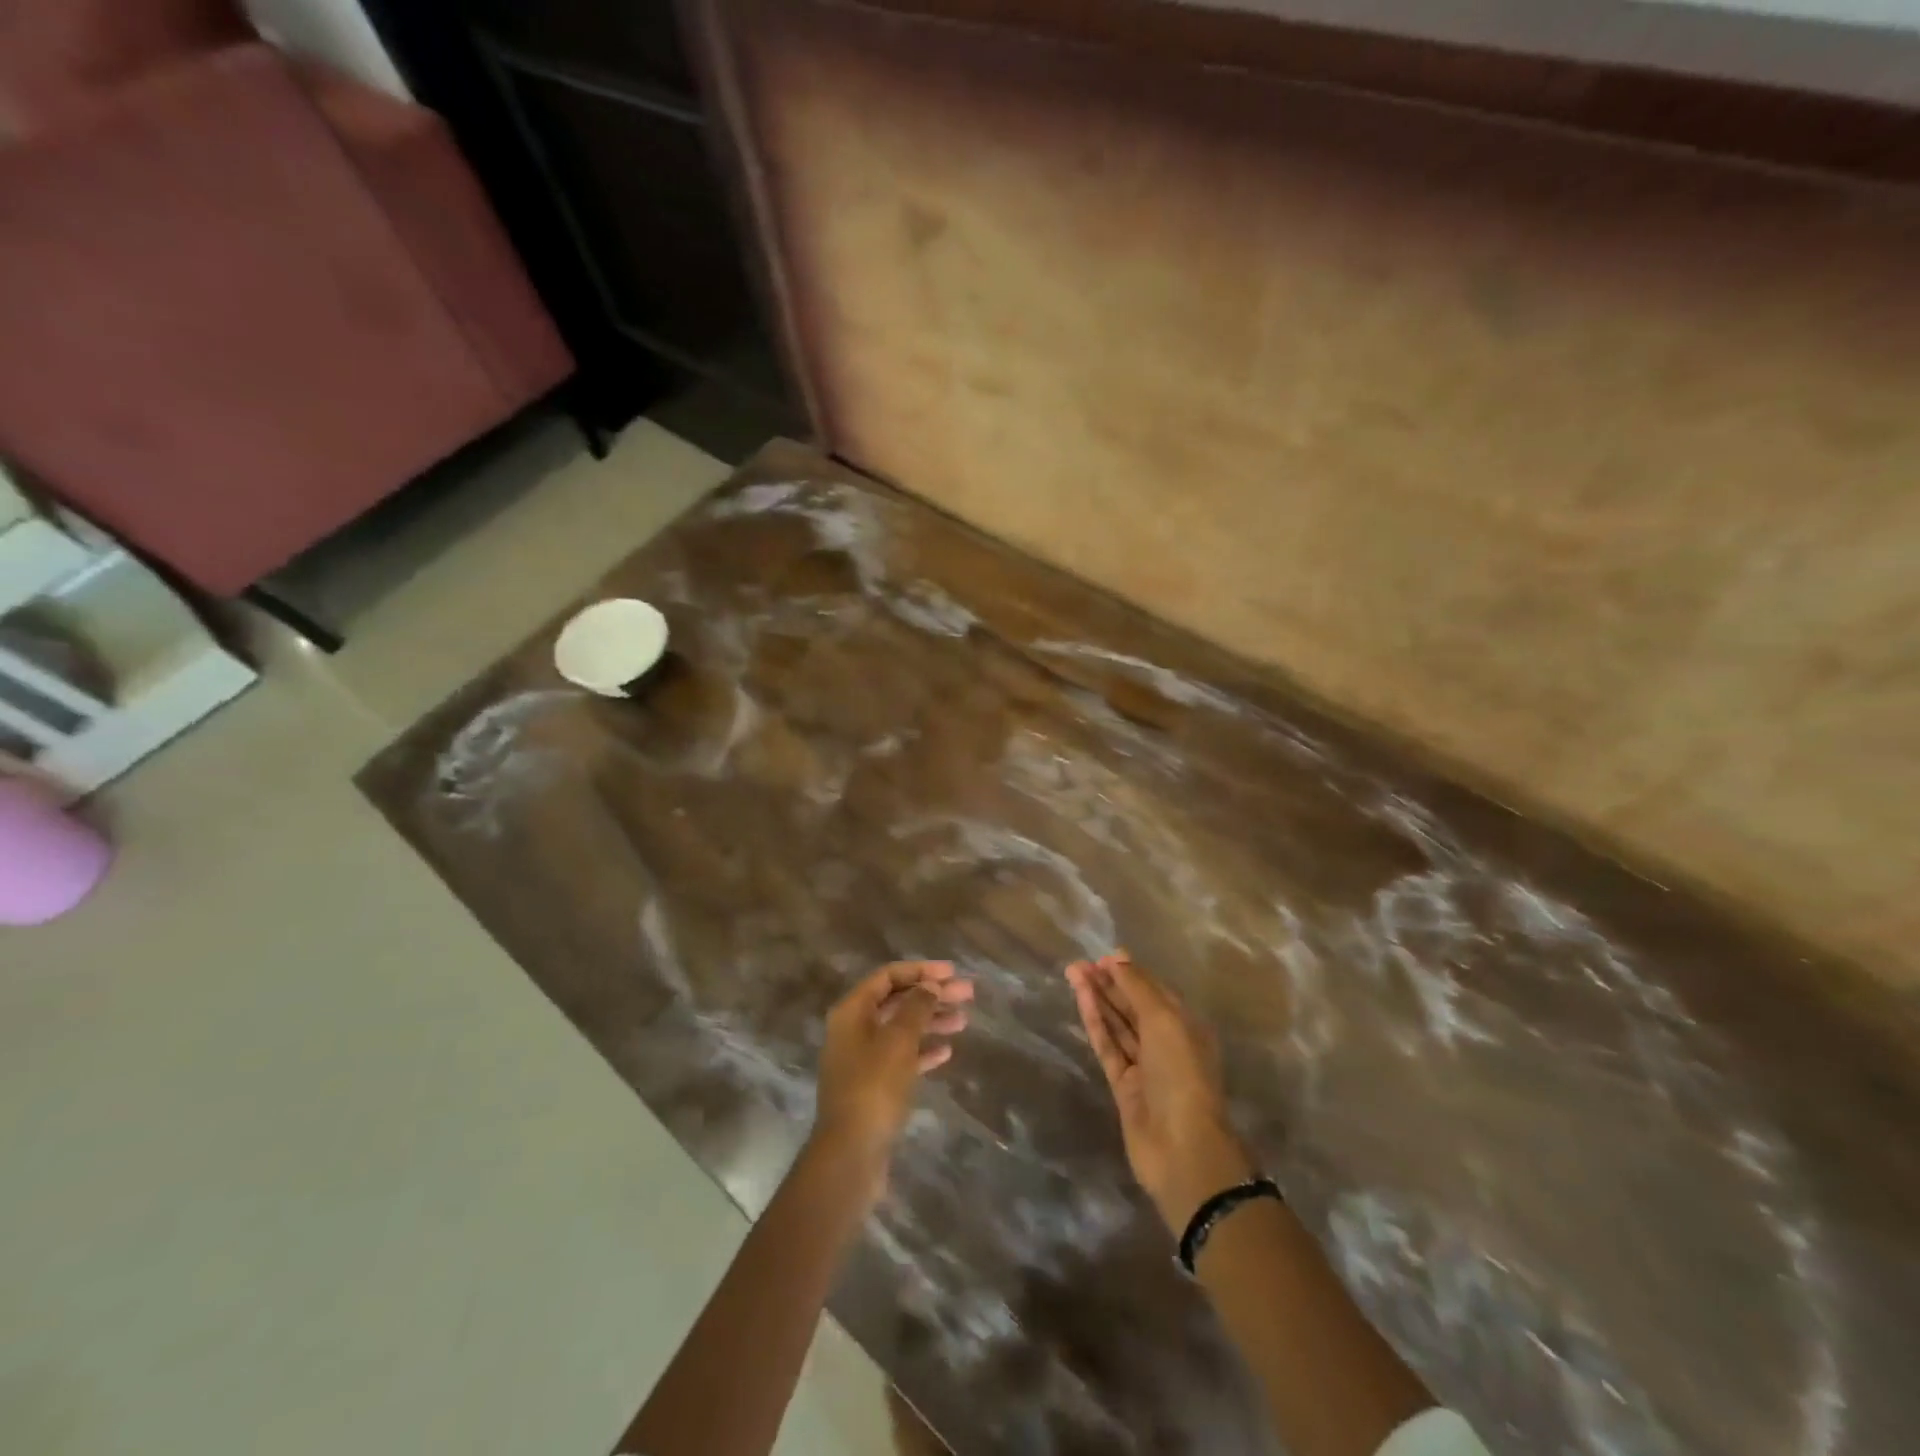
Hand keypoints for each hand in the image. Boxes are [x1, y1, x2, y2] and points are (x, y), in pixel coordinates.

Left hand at [813, 960, 972, 1201]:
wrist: (851, 1153)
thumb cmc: (874, 1088)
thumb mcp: (899, 1040)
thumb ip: (916, 1007)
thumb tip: (929, 986)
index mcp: (852, 1011)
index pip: (887, 976)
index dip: (920, 970)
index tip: (952, 972)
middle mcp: (854, 1029)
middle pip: (897, 1001)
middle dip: (931, 995)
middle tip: (968, 994)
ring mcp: (862, 1059)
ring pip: (901, 1029)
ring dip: (931, 1021)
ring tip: (963, 1021)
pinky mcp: (873, 1086)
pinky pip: (901, 1057)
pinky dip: (923, 1050)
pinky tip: (947, 1052)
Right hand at [1068, 951, 1256, 1234]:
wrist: (1182, 1148)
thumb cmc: (1181, 1074)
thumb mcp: (1164, 1021)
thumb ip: (1138, 989)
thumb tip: (1117, 960)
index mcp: (1186, 1026)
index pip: (1155, 991)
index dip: (1131, 973)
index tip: (1104, 956)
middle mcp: (1166, 1043)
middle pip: (1133, 1006)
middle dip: (1109, 983)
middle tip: (1079, 964)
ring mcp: (1144, 1065)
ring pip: (1118, 1024)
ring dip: (1098, 998)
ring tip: (1073, 973)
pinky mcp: (1123, 1085)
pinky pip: (1108, 1046)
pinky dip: (1095, 1022)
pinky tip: (1082, 1000)